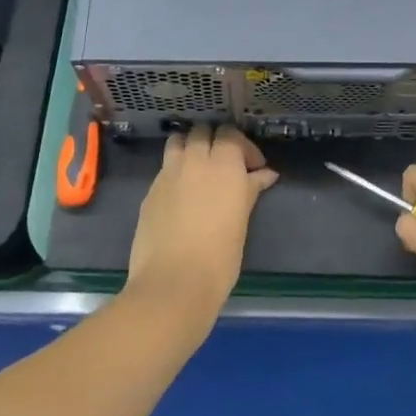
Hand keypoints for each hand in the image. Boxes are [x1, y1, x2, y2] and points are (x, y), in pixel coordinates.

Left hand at [125, 124, 276, 315]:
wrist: (173, 283)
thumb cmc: (219, 256)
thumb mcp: (242, 220)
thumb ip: (251, 190)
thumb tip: (265, 174)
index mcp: (223, 164)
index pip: (231, 134)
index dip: (244, 148)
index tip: (254, 169)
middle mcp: (194, 160)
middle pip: (203, 132)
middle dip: (216, 141)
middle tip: (227, 165)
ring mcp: (168, 174)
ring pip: (178, 141)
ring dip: (190, 147)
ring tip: (200, 169)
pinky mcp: (150, 191)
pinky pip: (165, 167)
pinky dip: (176, 169)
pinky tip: (182, 192)